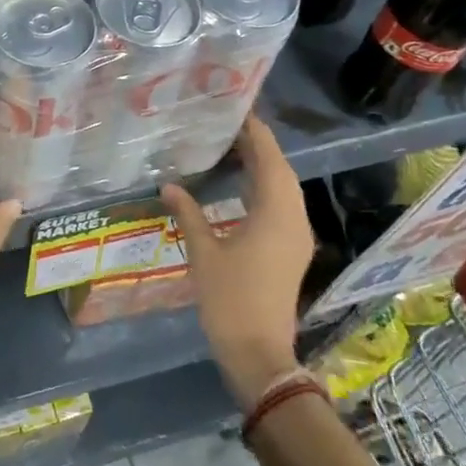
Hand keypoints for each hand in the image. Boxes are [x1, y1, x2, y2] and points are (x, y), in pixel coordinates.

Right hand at [160, 114, 312, 409]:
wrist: (259, 354)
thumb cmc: (230, 301)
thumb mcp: (203, 254)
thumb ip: (188, 215)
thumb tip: (169, 185)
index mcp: (275, 215)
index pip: (270, 161)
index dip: (256, 134)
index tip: (238, 111)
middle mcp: (294, 220)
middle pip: (282, 172)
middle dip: (260, 147)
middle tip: (229, 127)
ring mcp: (297, 237)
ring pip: (285, 190)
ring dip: (264, 167)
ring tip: (233, 149)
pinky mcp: (292, 251)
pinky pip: (283, 206)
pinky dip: (265, 189)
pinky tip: (241, 188)